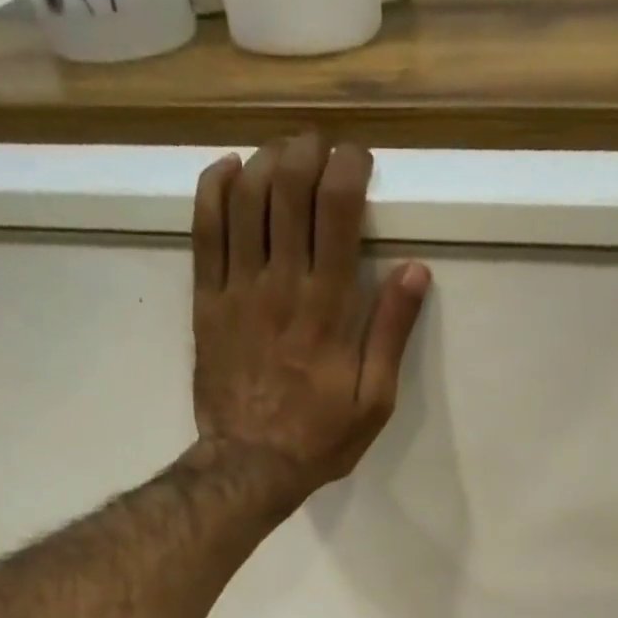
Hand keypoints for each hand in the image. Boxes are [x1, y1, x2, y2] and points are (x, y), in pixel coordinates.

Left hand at [191, 134, 429, 489]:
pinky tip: (231, 173)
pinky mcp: (206, 302)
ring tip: (281, 158)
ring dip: (265, 161)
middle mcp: (280, 284)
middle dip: (307, 151)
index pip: (336, 207)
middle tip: (319, 150)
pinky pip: (204, 230)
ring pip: (244, 197)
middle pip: (288, 186)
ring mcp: (237, 290)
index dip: (348, 166)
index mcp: (328, 307)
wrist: (250, 466)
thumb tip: (413, 271)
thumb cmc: (318, 440)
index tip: (358, 160)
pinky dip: (215, 189)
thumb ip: (390, 334)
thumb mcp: (373, 402)